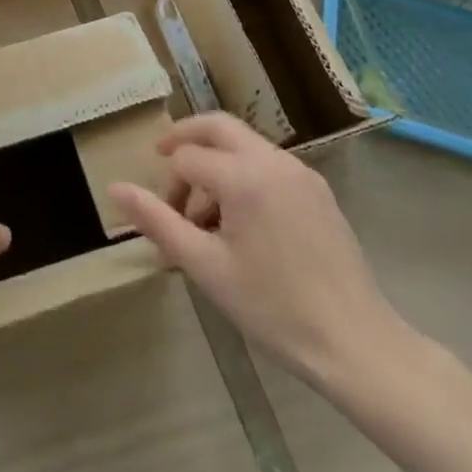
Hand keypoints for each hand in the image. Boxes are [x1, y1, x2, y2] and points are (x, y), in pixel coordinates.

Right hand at [107, 113, 402, 386]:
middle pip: (217, 127)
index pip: (187, 158)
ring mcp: (300, 173)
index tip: (164, 223)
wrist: (357, 345)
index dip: (167, 187)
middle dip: (185, 139)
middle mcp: (273, 161)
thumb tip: (115, 188)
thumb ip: (158, 221)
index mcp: (244, 176)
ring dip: (216, 162)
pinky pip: (269, 164)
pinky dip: (244, 175)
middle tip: (163, 160)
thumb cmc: (274, 308)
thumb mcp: (206, 267)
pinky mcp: (318, 190)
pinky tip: (242, 223)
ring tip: (205, 217)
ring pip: (245, 144)